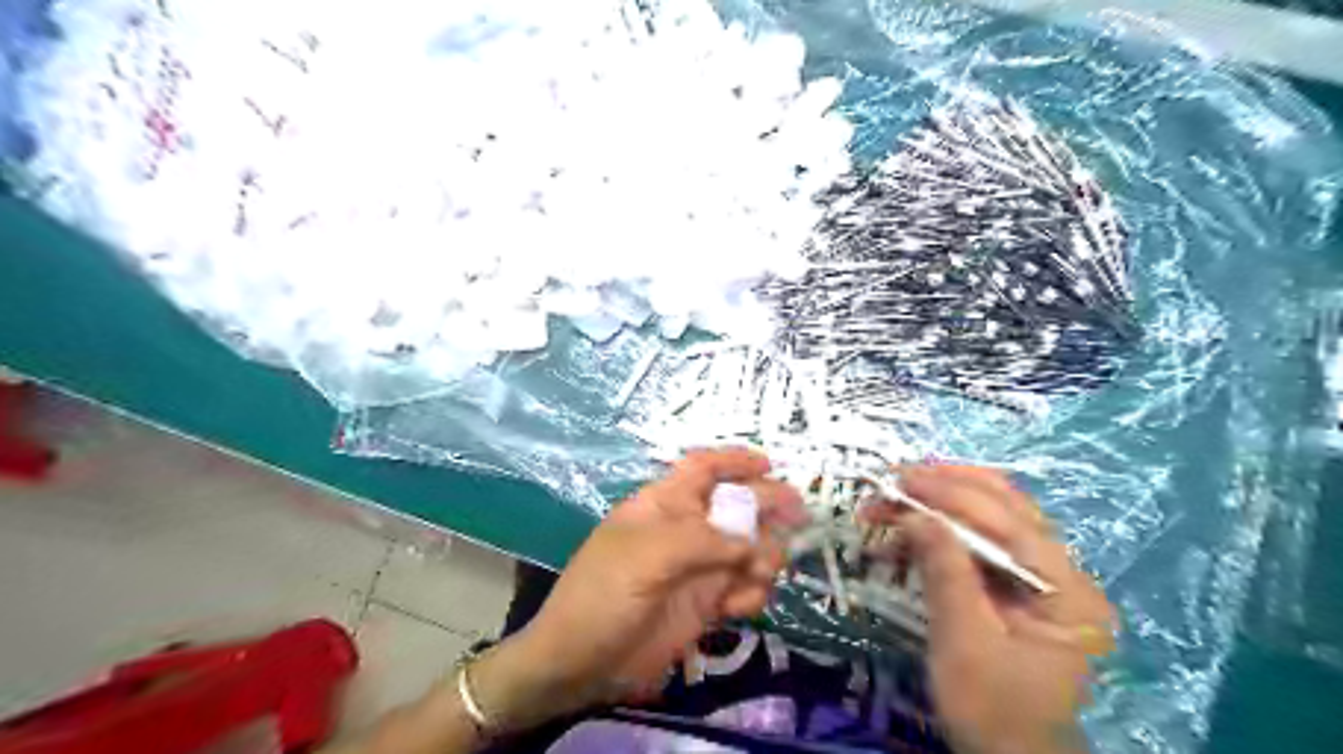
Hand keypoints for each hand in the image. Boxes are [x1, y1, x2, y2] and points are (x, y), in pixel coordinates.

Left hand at [468, 449, 800, 730]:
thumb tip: (751, 541)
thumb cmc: (604, 594)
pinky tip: (740, 607)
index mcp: (664, 504)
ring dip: (764, 556)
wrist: (582, 663)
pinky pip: (745, 588)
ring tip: (758, 574)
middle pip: (736, 505)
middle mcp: (686, 529)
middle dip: (767, 506)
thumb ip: (703, 541)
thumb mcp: (647, 555)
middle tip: (798, 516)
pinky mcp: (707, 604)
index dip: (734, 460)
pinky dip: (752, 593)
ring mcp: (698, 567)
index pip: (702, 468)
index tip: (769, 463)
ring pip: (749, 548)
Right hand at [871, 464, 1112, 753]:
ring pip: (989, 518)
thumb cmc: (992, 711)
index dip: (951, 494)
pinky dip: (938, 531)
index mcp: (1067, 591)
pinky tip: (903, 533)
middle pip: (1005, 507)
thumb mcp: (964, 643)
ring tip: (889, 502)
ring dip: (937, 504)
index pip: (1009, 522)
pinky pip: (977, 543)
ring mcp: (1040, 577)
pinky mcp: (1014, 586)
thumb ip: (946, 572)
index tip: (899, 480)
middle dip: (945, 487)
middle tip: (894, 479)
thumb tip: (915, 513)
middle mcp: (1062, 573)